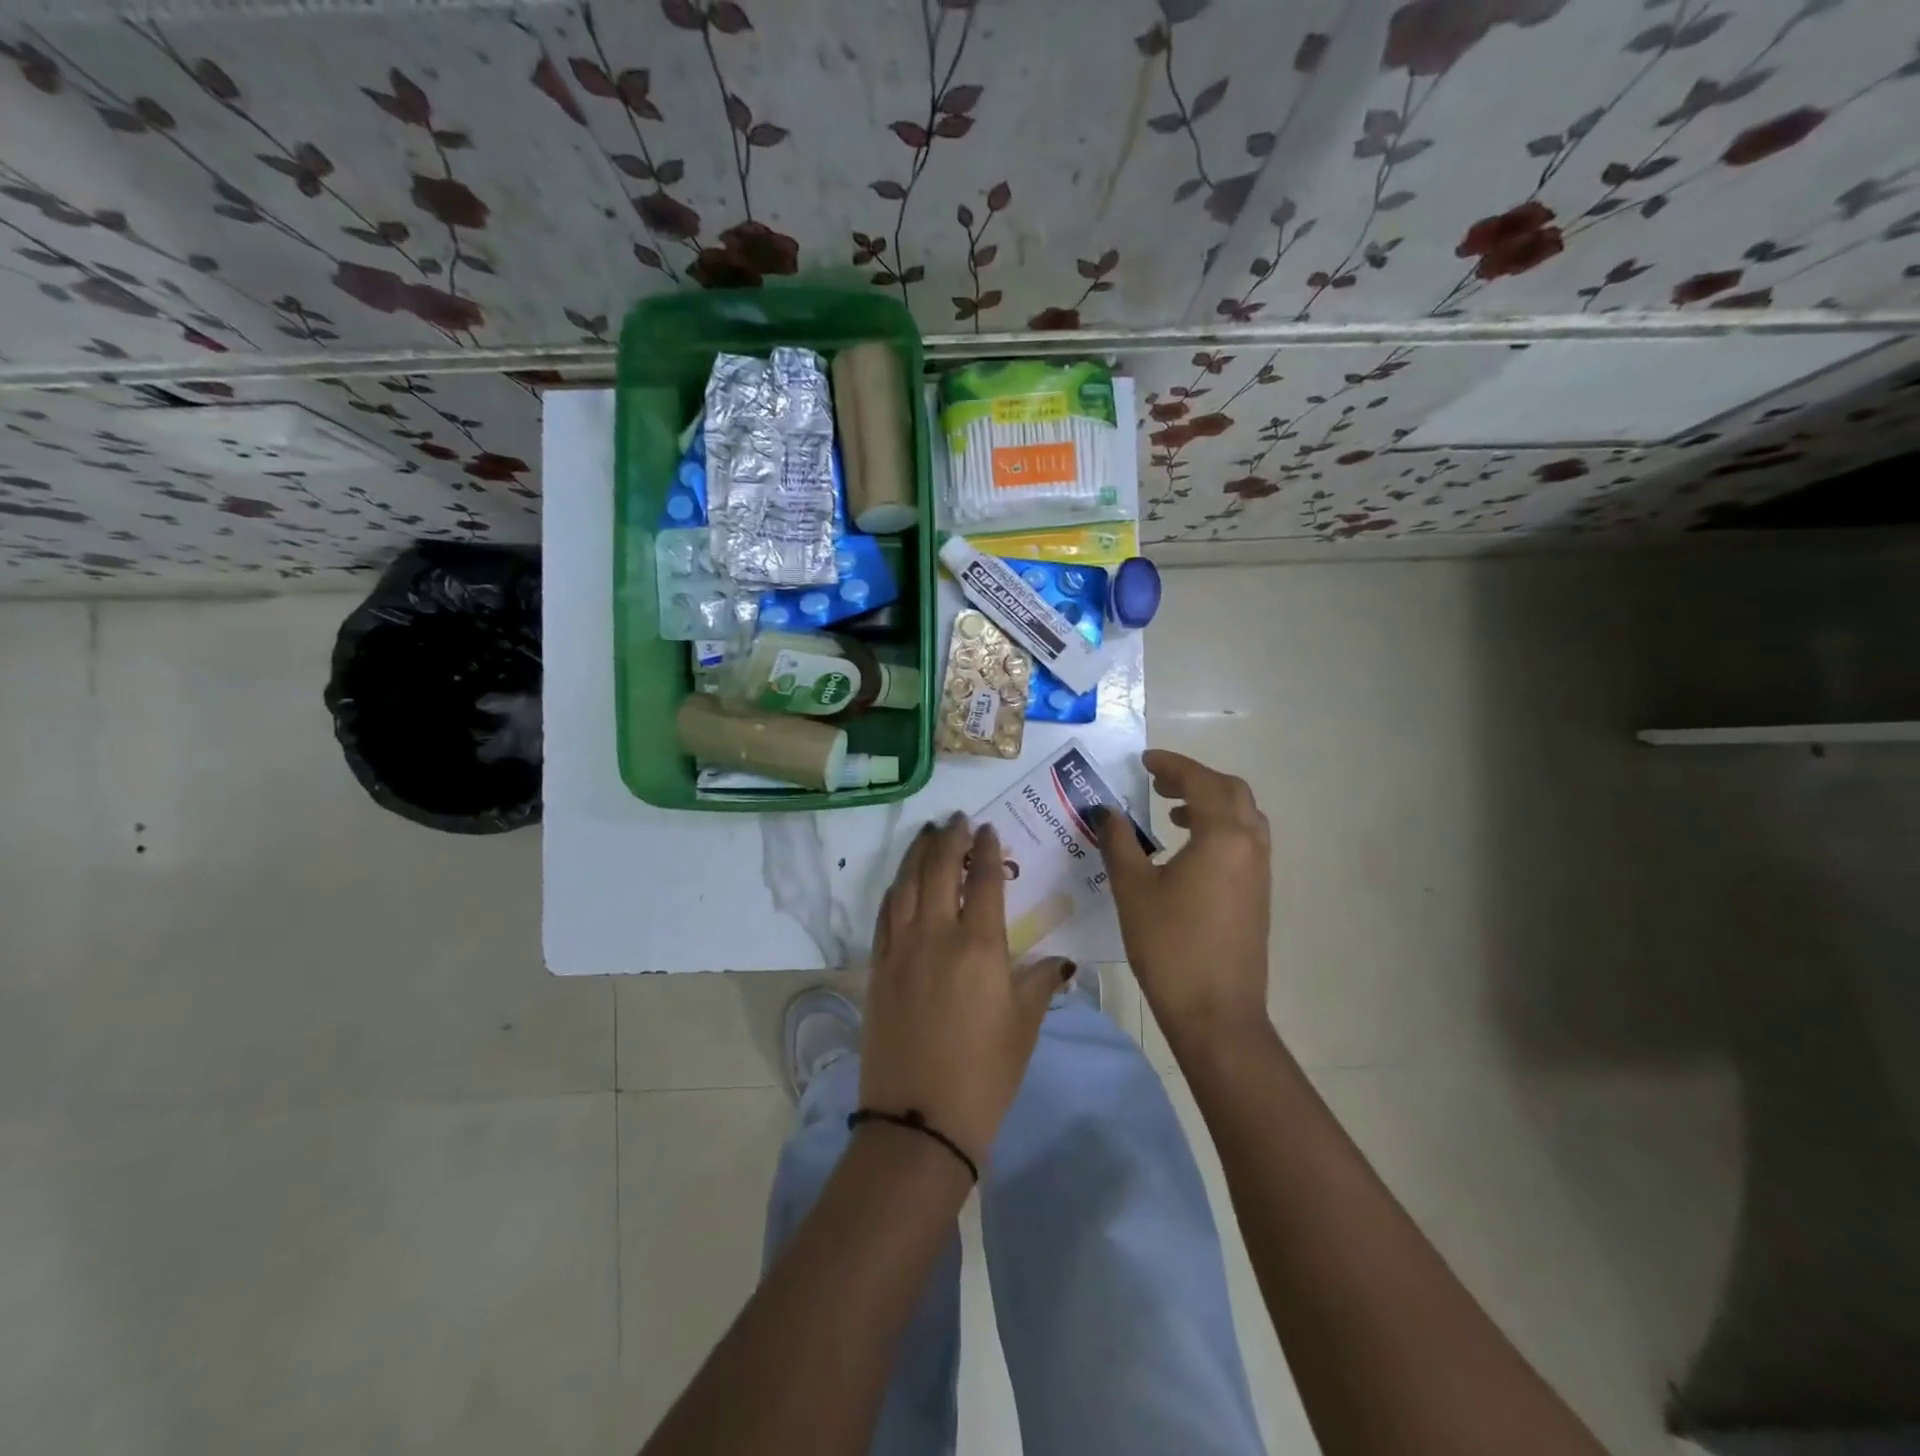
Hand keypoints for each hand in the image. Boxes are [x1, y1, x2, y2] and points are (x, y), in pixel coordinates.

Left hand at [862, 814, 1063, 1164]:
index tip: (988, 831)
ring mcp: (900, 949)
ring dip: (917, 854)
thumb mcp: (1024, 1026)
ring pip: (906, 884)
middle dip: (949, 839)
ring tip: (928, 835)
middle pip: (938, 870)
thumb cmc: (985, 1074)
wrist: (919, 1119)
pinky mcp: (877, 967)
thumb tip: (1058, 962)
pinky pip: (885, 914)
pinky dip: (895, 889)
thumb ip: (1040, 983)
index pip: (982, 880)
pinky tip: (901, 882)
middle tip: (957, 821)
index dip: (986, 850)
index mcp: (979, 945)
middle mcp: (936, 935)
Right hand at [1095, 750, 1271, 1050]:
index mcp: (1222, 836)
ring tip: (1172, 812)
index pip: (1201, 781)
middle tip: (1158, 781)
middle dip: (1195, 779)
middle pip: (1231, 791)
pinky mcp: (1258, 894)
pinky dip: (1220, 828)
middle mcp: (1250, 845)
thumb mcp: (1133, 889)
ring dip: (1210, 803)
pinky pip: (1245, 841)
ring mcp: (1259, 871)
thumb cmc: (1170, 945)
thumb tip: (1106, 812)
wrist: (1216, 1012)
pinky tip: (1188, 850)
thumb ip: (1119, 842)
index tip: (1144, 760)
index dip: (1173, 765)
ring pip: (1243, 816)